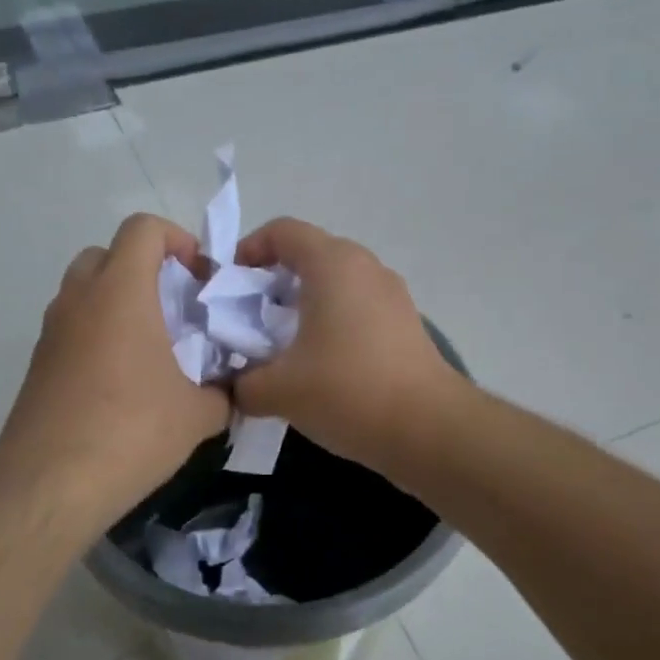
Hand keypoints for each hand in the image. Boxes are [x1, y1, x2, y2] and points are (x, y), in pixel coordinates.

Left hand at [0, 214, 231, 525]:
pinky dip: (97, 333)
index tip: (198, 278)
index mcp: (121, 292)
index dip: (177, 239)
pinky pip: (72, 326)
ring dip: (118, 301)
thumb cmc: (131, 431)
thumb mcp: (198, 414)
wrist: (49, 483)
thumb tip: (229, 390)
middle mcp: (79, 299)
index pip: (143, 228)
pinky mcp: (37, 363)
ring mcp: (52, 330)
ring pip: (84, 290)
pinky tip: (121, 382)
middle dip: (144, 268)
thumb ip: (222, 391)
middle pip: (108, 253)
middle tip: (173, 308)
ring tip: (150, 347)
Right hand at [232, 218, 462, 473]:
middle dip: (272, 282)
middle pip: (309, 254)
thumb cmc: (347, 391)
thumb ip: (242, 382)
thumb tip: (232, 385)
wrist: (428, 428)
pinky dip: (331, 321)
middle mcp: (364, 266)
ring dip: (302, 304)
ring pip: (335, 282)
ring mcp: (390, 293)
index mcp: (332, 263)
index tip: (230, 287)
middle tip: (249, 321)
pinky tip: (320, 363)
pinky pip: (357, 305)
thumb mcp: (279, 390)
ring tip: (282, 346)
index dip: (248, 250)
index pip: (282, 231)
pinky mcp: (405, 322)